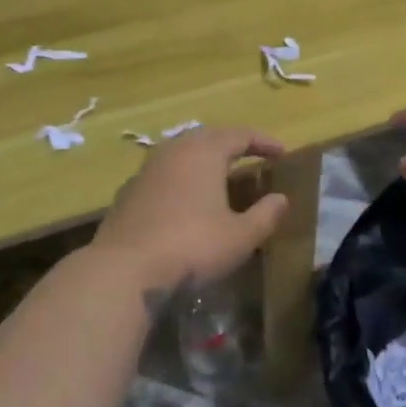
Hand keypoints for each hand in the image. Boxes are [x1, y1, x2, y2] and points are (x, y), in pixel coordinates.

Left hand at [91, 126, 290, 294]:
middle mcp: (173, 152)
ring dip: (203, 162)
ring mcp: (145, 171)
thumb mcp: (241, 236)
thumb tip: (281, 199)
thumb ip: (266, 215)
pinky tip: (185, 202)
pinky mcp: (127, 194)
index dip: (263, 142)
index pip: (239, 135)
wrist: (124, 271)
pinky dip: (181, 180)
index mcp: (204, 152)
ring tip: (219, 177)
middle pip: (207, 138)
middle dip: (231, 145)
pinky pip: (163, 176)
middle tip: (251, 157)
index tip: (281, 153)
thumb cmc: (192, 247)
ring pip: (181, 155)